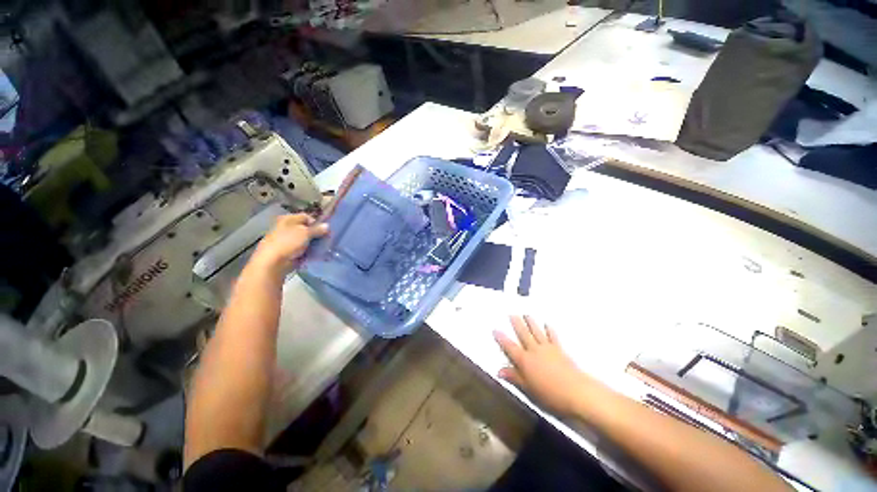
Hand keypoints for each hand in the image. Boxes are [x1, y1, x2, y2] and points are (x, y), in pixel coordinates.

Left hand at [250, 213, 327, 272]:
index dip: (316, 223)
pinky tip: (316, 254)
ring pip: (305, 240)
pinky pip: (303, 250)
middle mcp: (287, 228)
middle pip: (306, 229)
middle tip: (326, 239)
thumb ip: (317, 229)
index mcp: (288, 219)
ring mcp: (287, 241)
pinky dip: (309, 251)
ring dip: (314, 243)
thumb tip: (327, 226)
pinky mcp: (289, 252)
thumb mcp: (305, 233)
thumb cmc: (288, 243)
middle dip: (316, 234)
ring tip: (323, 248)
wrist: (273, 262)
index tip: (325, 230)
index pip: (306, 217)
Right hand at [494, 315, 588, 415]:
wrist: (577, 392)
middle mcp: (534, 351)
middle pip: (523, 334)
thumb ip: (514, 377)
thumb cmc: (550, 394)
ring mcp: (548, 349)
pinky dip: (549, 330)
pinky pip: (552, 337)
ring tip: (526, 314)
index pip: (510, 347)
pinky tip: (547, 324)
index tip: (495, 329)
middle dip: (517, 324)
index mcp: (525, 360)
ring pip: (536, 332)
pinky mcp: (559, 350)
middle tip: (511, 314)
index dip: (502, 339)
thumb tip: (499, 371)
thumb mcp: (529, 389)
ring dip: (531, 323)